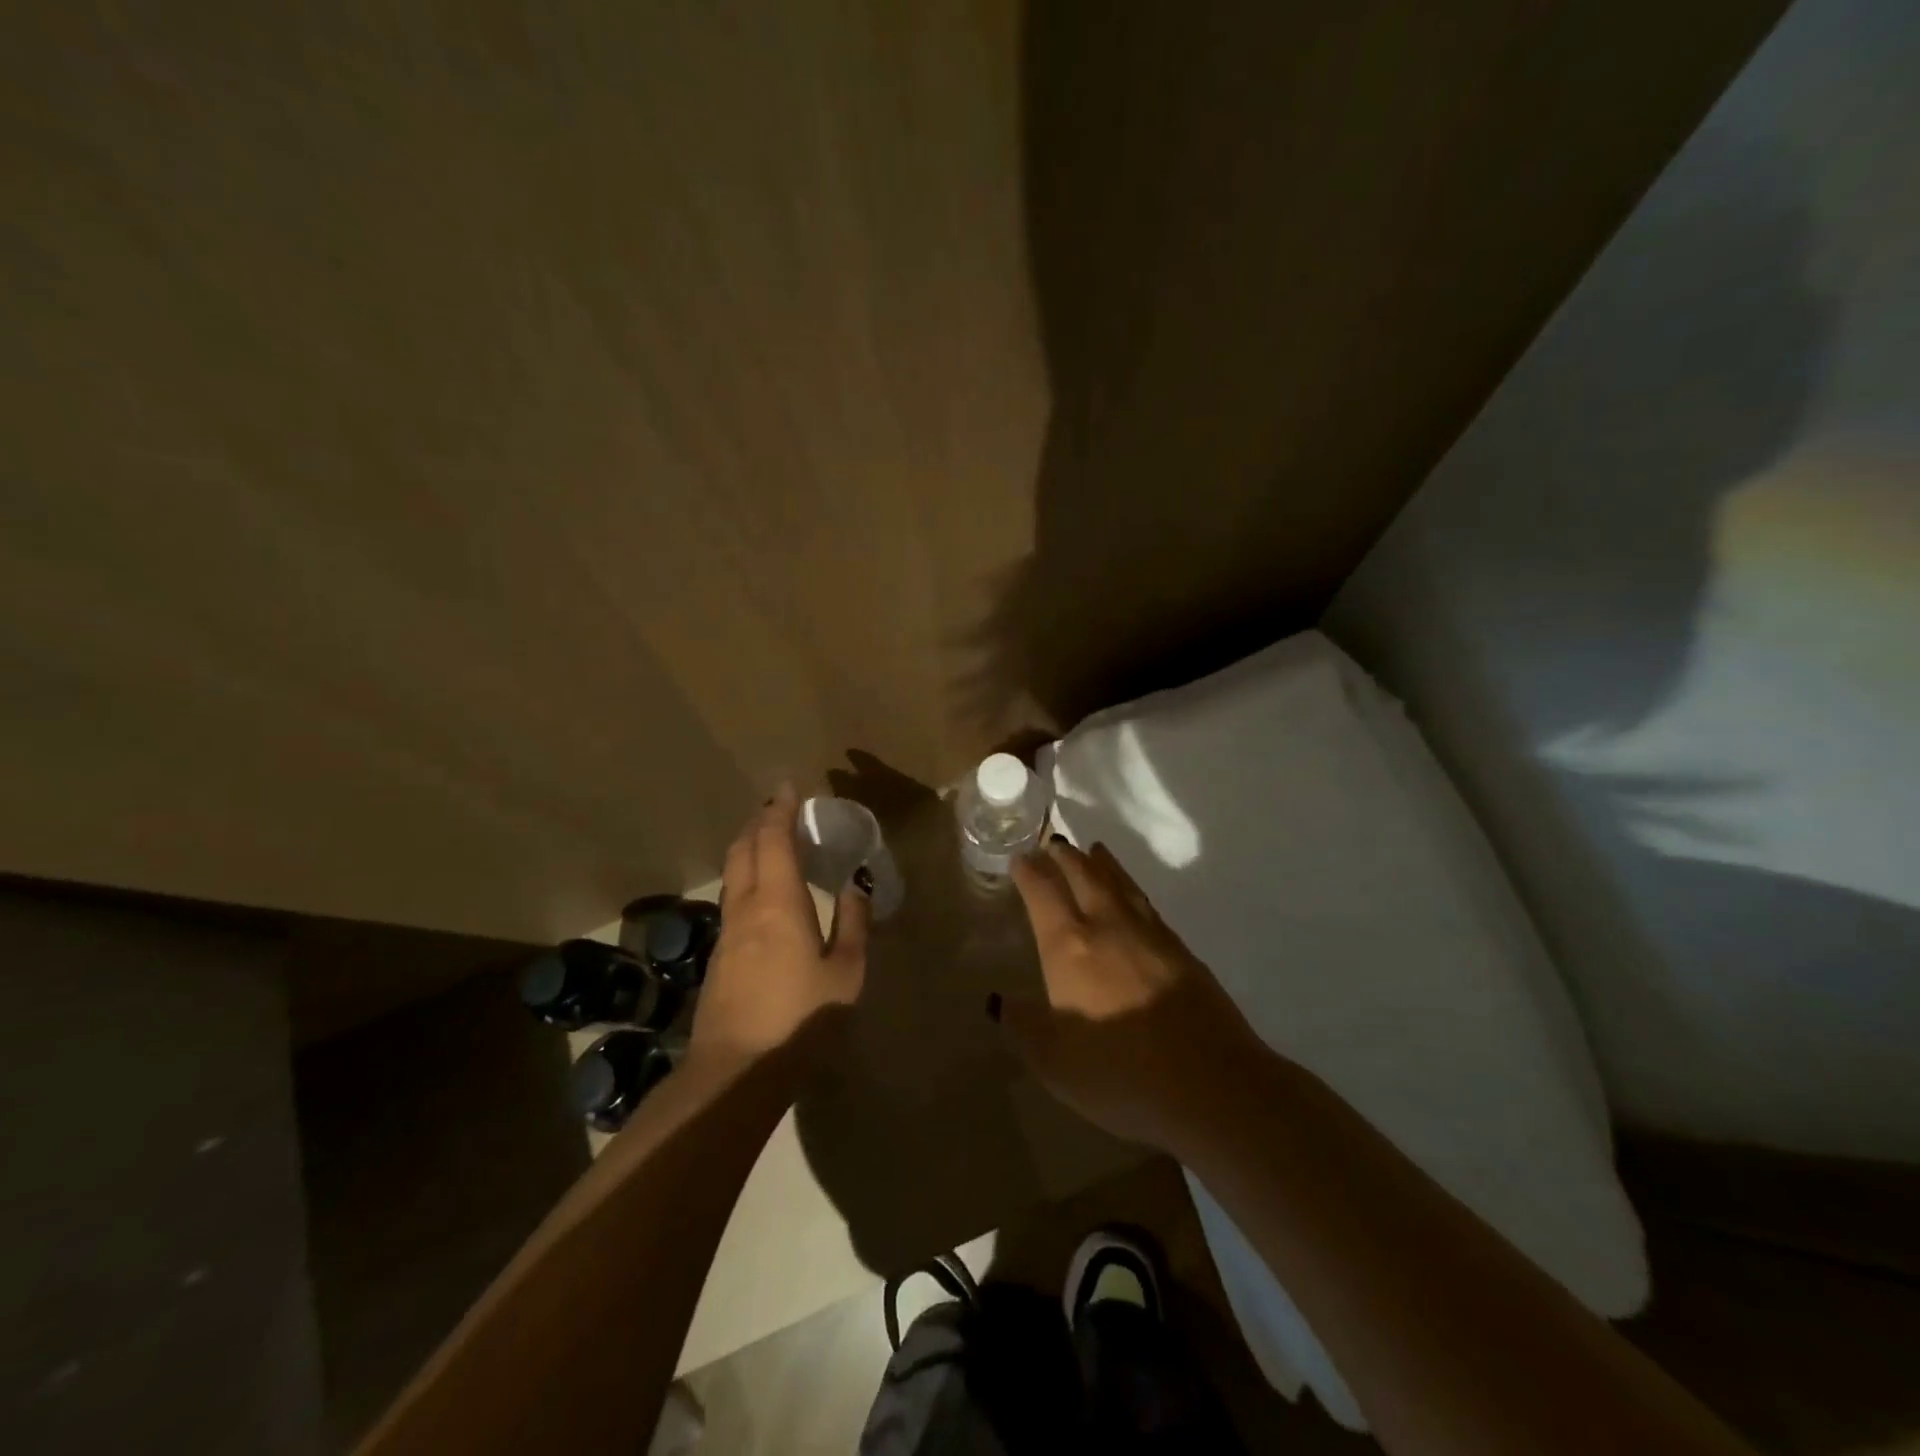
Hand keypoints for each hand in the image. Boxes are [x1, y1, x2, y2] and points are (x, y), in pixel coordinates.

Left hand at [689, 786, 868, 1074]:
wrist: (737, 1071)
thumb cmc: (801, 1019)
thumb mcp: (845, 973)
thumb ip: (853, 924)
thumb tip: (855, 886)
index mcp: (778, 902)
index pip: (773, 840)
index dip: (779, 810)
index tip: (789, 788)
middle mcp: (745, 906)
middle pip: (743, 849)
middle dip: (759, 822)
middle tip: (779, 808)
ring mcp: (727, 931)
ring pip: (732, 872)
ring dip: (749, 847)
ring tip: (771, 841)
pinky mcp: (720, 954)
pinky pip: (733, 896)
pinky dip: (746, 875)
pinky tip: (763, 891)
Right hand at [1004, 839, 1261, 1150]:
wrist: (1211, 1084)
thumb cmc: (1119, 1073)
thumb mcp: (1053, 1061)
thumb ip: (1023, 1026)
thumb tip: (998, 1000)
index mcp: (1069, 946)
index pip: (1043, 894)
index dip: (1029, 872)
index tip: (1021, 858)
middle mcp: (1108, 927)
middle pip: (1084, 876)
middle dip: (1065, 856)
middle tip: (1054, 842)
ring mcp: (1150, 935)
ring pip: (1120, 884)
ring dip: (1102, 863)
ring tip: (1094, 850)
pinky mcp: (1183, 952)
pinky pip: (1147, 904)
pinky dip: (1132, 888)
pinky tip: (1133, 897)